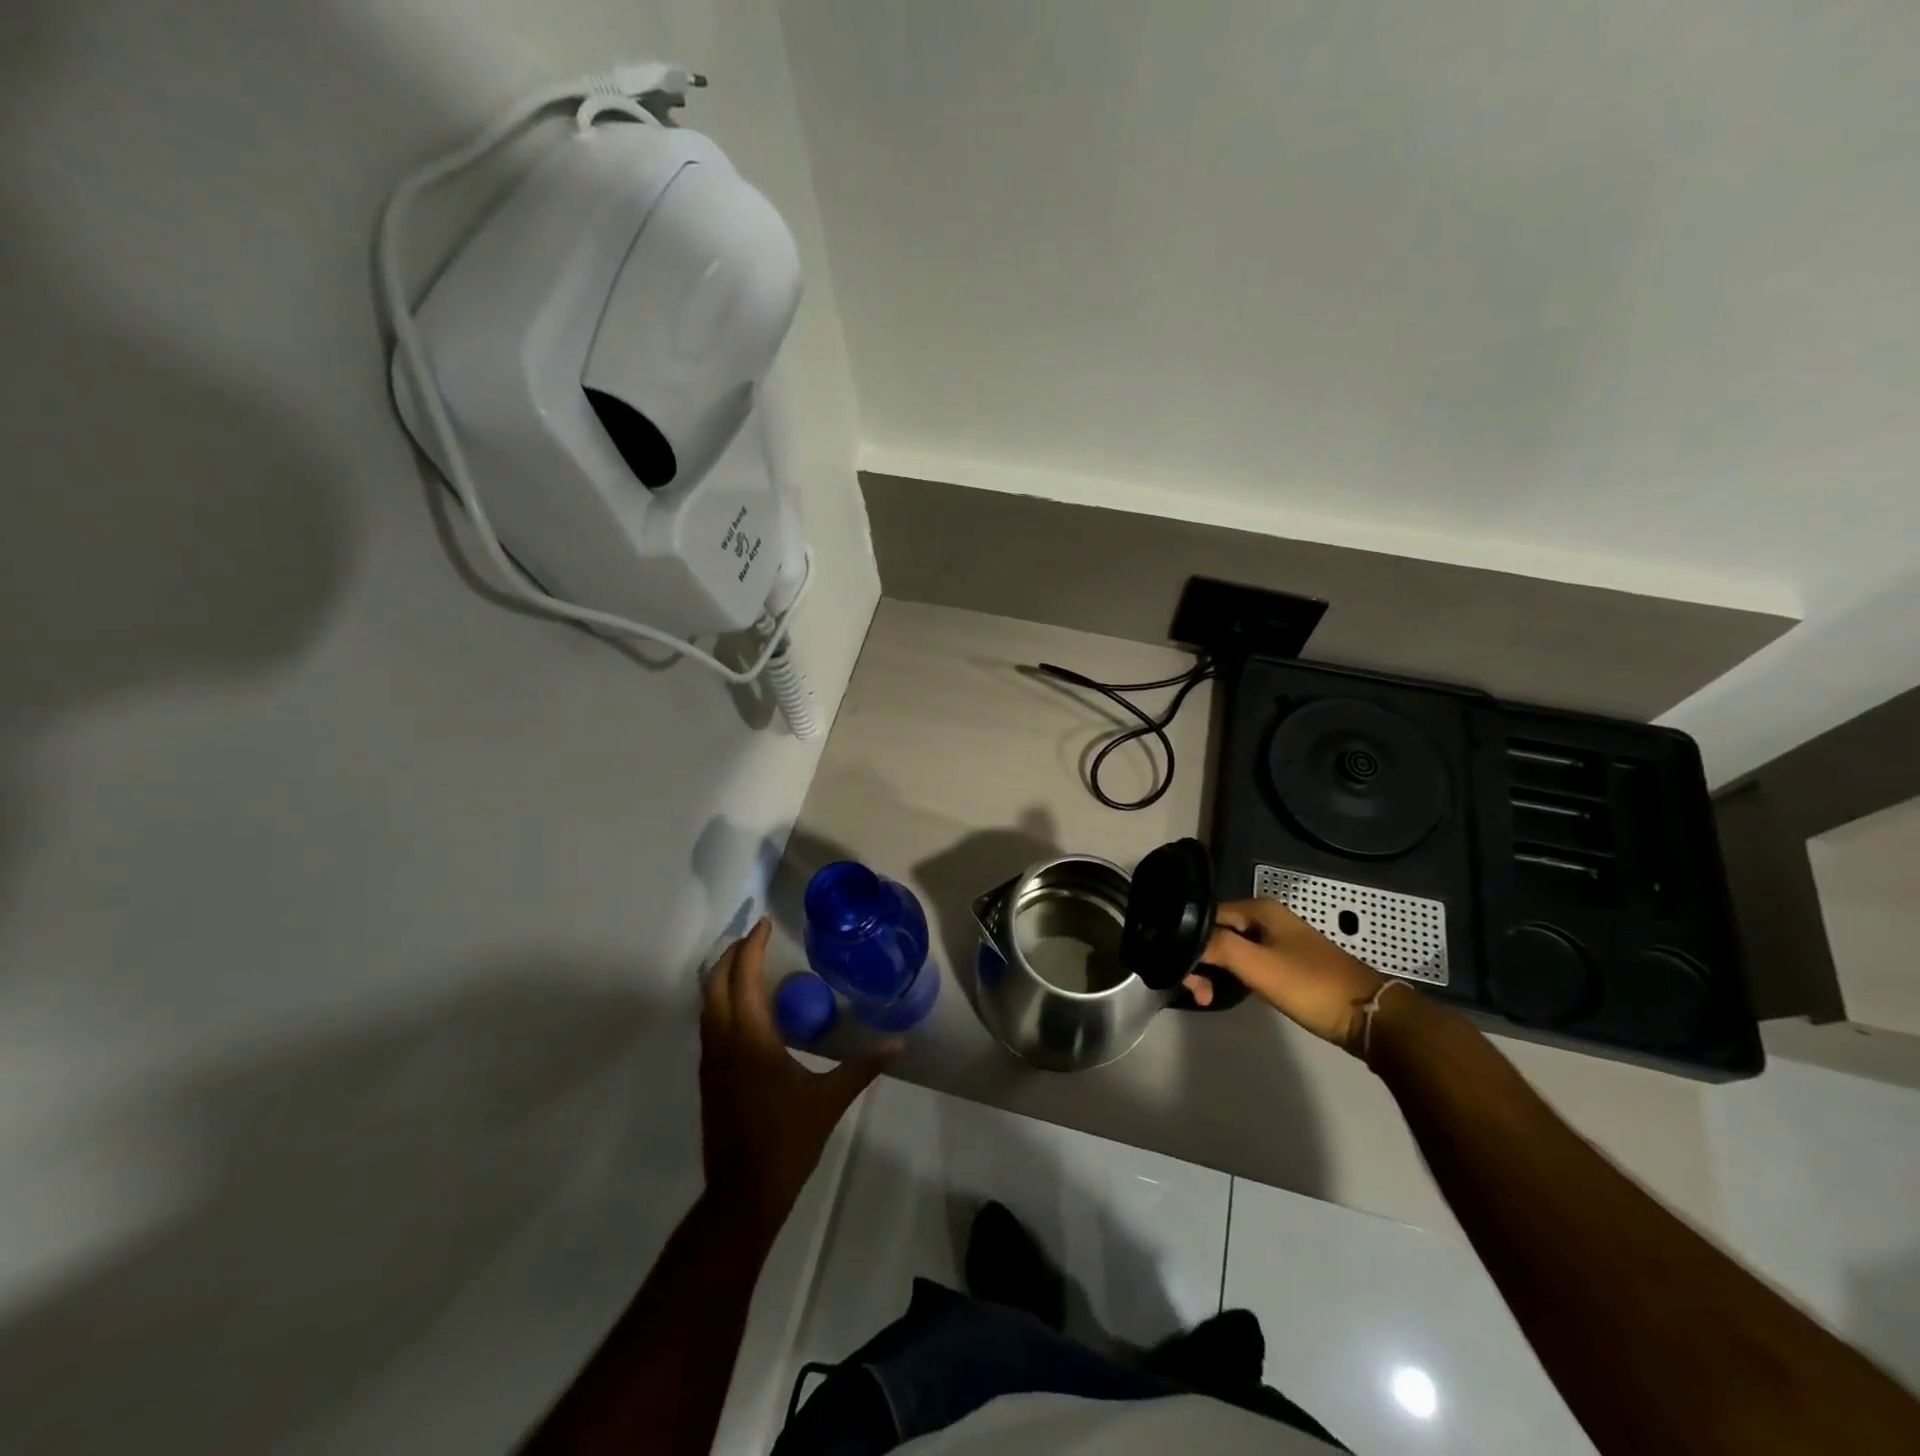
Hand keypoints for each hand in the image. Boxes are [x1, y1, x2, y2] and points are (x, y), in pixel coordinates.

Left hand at [699, 920, 895, 1239]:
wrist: (742, 1194)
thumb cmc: (787, 1142)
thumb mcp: (829, 1101)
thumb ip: (863, 1067)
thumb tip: (899, 1044)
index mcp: (750, 1040)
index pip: (743, 978)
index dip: (751, 947)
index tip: (765, 924)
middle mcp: (723, 1042)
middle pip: (714, 984)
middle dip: (731, 954)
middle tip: (755, 937)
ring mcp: (710, 1061)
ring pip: (707, 1004)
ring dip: (722, 976)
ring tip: (747, 962)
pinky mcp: (708, 1076)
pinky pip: (709, 1023)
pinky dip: (721, 1000)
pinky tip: (745, 1008)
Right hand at [1183, 898, 1389, 1054]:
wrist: (1369, 1017)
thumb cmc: (1310, 985)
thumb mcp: (1258, 965)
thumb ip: (1217, 947)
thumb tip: (1181, 937)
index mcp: (1258, 908)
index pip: (1205, 915)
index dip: (1188, 940)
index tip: (1180, 971)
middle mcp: (1265, 918)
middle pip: (1216, 932)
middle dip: (1200, 959)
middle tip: (1197, 992)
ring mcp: (1276, 940)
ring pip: (1230, 949)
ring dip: (1214, 971)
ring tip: (1207, 998)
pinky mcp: (1284, 963)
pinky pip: (1245, 962)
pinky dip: (1231, 976)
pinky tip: (1226, 993)